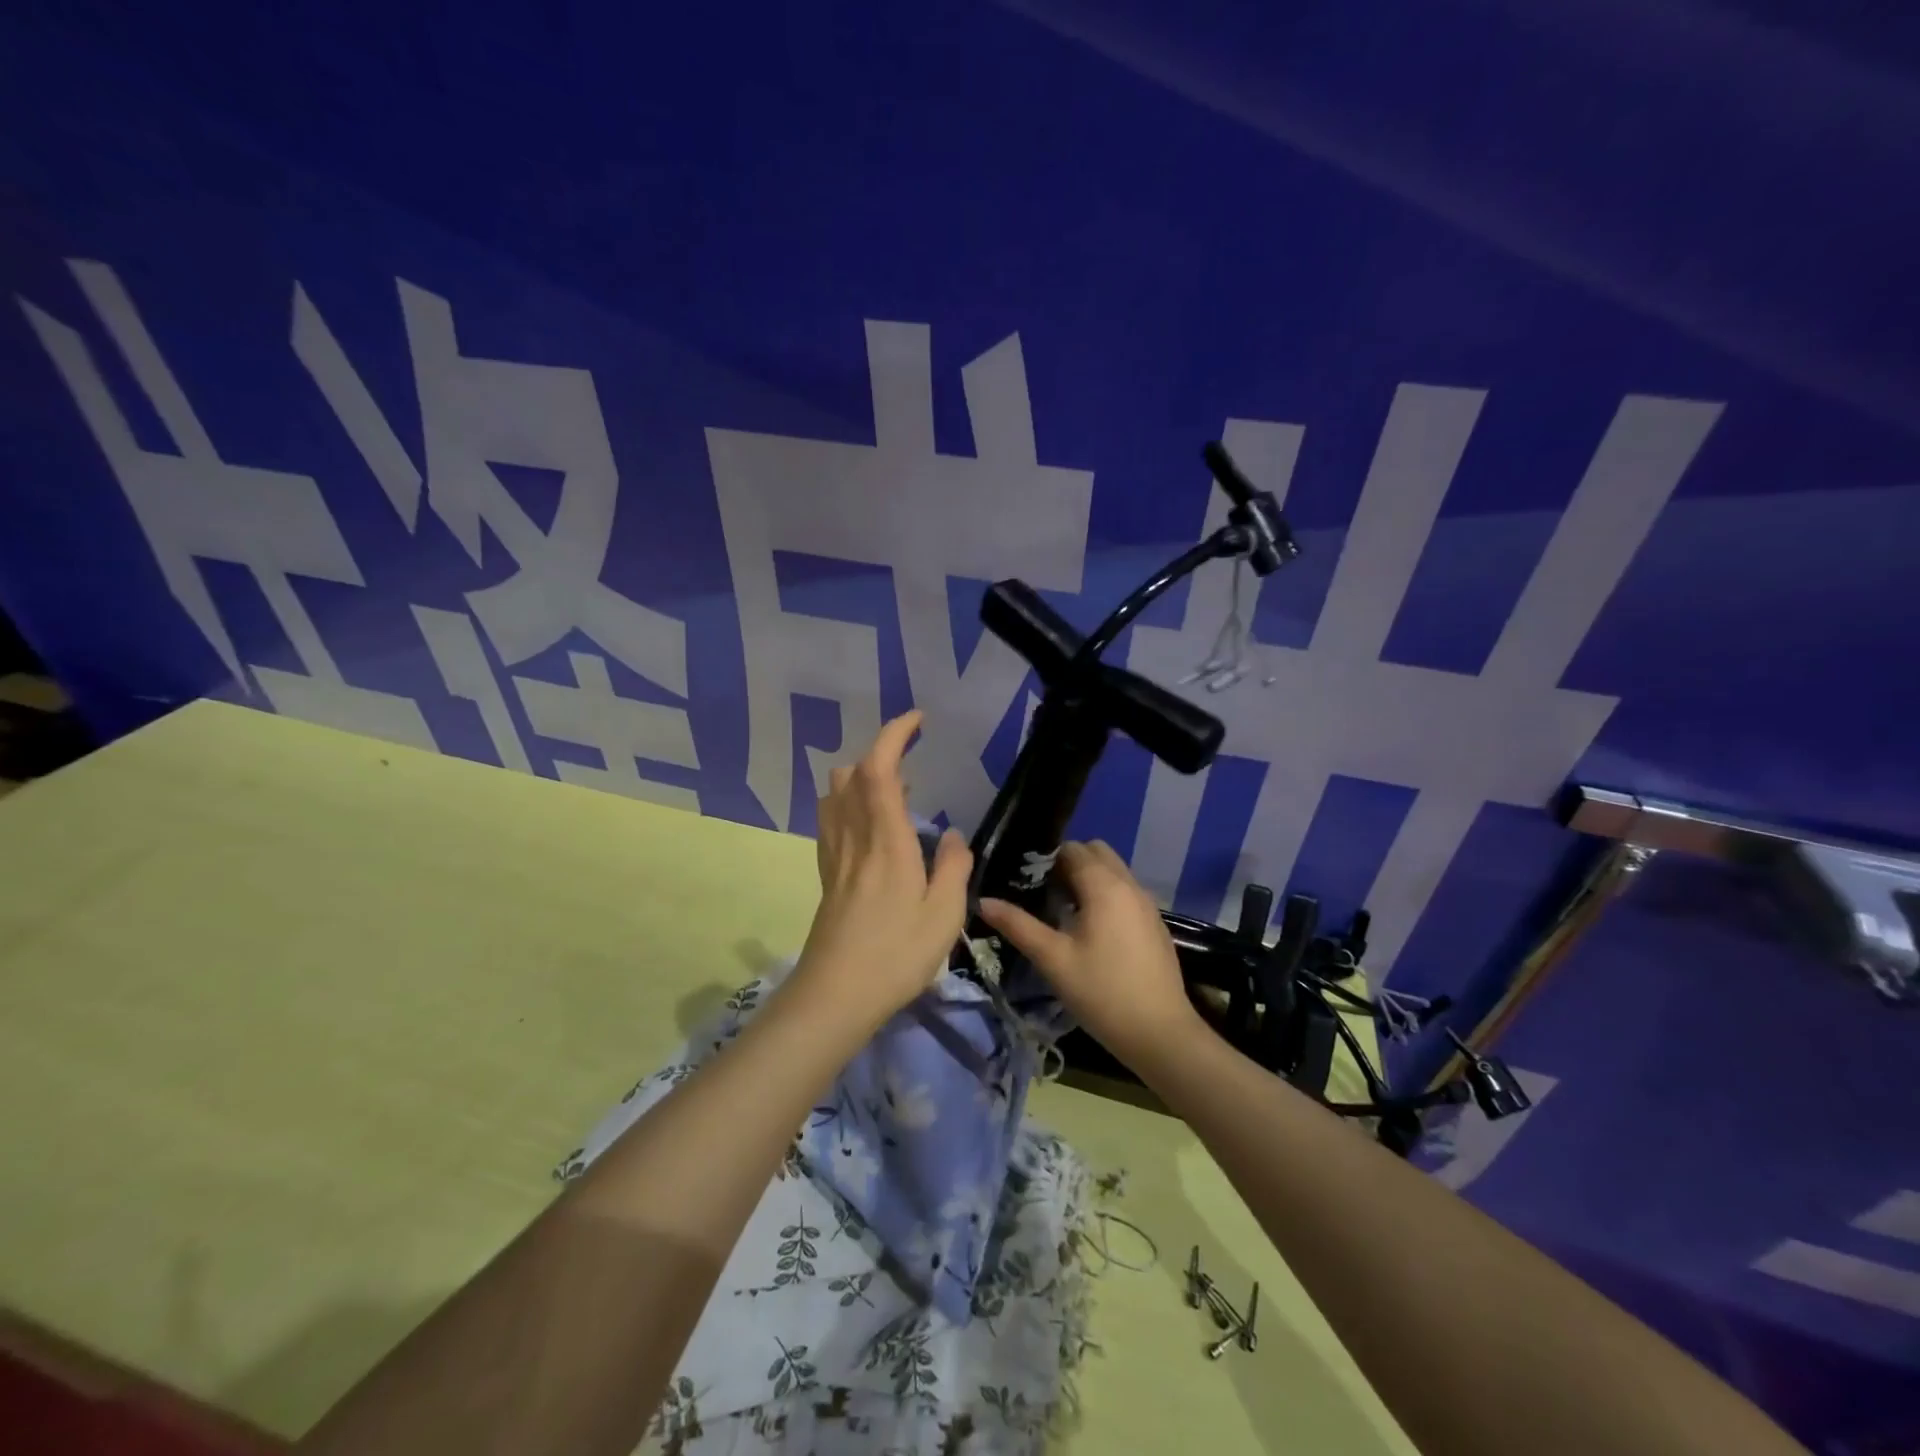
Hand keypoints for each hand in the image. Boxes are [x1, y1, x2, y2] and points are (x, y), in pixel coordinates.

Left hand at [790, 711, 971, 1031]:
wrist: (835, 995)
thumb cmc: (896, 955)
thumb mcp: (944, 914)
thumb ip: (954, 866)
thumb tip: (954, 835)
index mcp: (886, 840)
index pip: (879, 769)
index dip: (894, 735)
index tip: (917, 720)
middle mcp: (854, 837)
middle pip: (851, 775)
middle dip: (879, 756)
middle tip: (913, 770)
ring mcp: (835, 855)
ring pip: (835, 795)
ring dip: (861, 779)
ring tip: (897, 797)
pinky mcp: (827, 874)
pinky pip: (832, 820)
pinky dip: (849, 804)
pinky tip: (872, 828)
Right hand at [979, 840, 1204, 1069]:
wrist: (1160, 1033)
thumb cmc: (1102, 992)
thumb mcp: (1053, 959)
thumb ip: (1018, 925)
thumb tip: (983, 901)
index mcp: (1104, 885)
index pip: (1072, 849)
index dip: (1046, 860)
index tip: (1026, 882)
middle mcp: (1129, 884)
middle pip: (1097, 852)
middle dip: (1070, 863)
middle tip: (1045, 894)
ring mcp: (1147, 903)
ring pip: (1114, 871)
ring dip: (1089, 879)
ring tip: (1064, 912)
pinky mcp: (1154, 923)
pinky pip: (1126, 891)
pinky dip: (1107, 895)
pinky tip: (1092, 931)